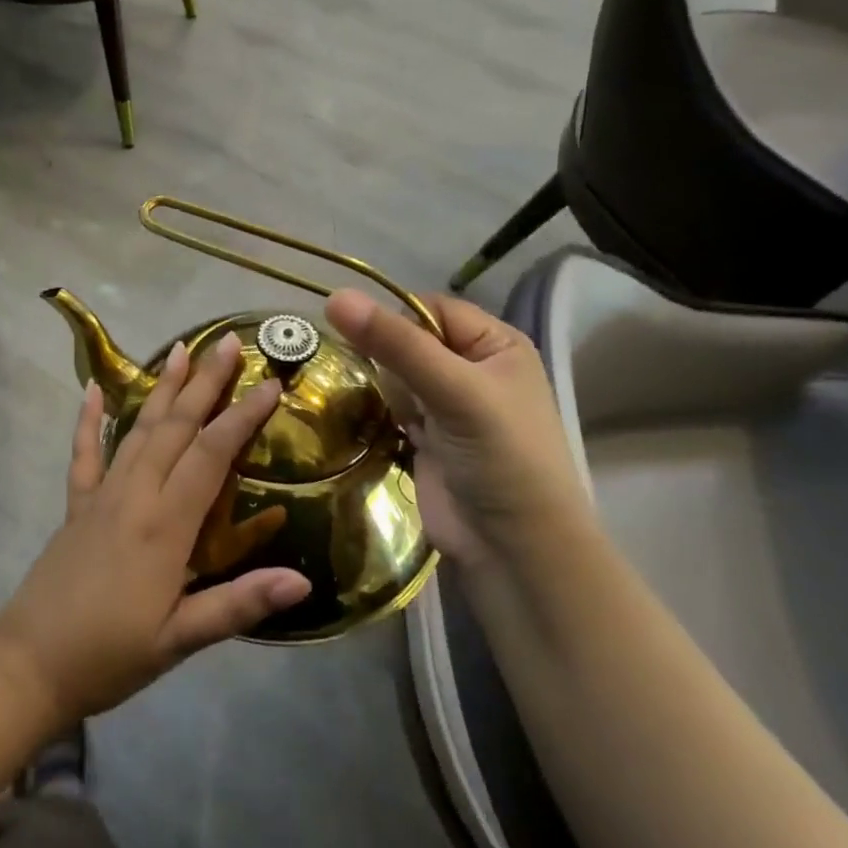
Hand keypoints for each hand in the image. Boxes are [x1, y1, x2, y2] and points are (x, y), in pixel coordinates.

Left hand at [0, 334, 311, 725]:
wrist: (29, 663)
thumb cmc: (110, 654)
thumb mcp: (180, 641)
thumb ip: (238, 605)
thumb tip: (302, 582)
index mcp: (164, 525)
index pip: (210, 455)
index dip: (242, 417)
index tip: (270, 384)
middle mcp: (134, 495)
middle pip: (175, 427)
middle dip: (204, 383)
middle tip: (227, 342)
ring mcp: (101, 495)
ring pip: (137, 429)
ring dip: (161, 388)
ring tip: (180, 349)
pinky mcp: (77, 505)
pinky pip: (84, 453)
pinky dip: (89, 419)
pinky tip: (92, 388)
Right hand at [325, 289, 591, 568]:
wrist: (513, 551)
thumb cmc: (501, 459)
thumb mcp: (453, 391)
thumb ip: (395, 344)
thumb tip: (334, 296)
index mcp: (496, 345)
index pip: (430, 309)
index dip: (395, 319)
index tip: (361, 336)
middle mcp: (472, 368)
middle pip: (408, 340)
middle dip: (386, 357)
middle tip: (379, 382)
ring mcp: (447, 404)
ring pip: (394, 373)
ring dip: (383, 388)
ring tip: (389, 413)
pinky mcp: (425, 436)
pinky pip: (389, 406)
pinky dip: (379, 412)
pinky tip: (375, 424)